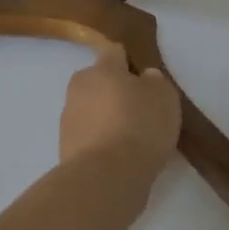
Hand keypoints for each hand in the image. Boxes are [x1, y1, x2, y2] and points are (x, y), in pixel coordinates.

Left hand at [59, 41, 180, 175]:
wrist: (106, 177)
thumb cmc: (140, 126)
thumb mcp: (164, 97)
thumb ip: (155, 82)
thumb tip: (143, 78)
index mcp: (102, 68)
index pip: (114, 52)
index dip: (130, 62)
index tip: (144, 79)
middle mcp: (79, 87)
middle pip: (99, 82)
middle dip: (114, 92)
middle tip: (139, 110)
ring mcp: (68, 119)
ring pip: (91, 110)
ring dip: (105, 118)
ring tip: (130, 139)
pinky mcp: (64, 148)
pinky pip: (87, 136)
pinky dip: (100, 142)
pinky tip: (118, 157)